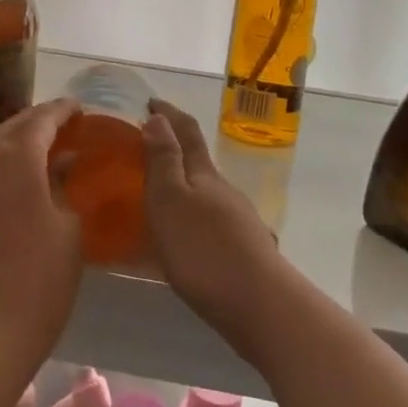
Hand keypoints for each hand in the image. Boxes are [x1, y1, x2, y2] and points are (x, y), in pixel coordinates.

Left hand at [0, 98, 83, 375]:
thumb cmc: (38, 281)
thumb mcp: (68, 229)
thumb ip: (64, 186)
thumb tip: (62, 164)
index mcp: (15, 158)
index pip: (41, 119)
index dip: (63, 110)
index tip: (80, 106)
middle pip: (12, 127)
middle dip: (38, 122)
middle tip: (64, 124)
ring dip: (17, 143)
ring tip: (44, 149)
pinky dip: (0, 166)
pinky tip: (18, 181)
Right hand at [143, 100, 285, 347]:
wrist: (261, 305)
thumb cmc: (205, 250)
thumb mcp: (171, 201)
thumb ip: (164, 160)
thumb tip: (158, 117)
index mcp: (204, 174)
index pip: (186, 131)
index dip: (168, 113)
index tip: (151, 101)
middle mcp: (223, 190)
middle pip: (198, 159)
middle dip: (175, 147)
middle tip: (146, 148)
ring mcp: (237, 219)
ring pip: (206, 192)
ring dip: (184, 185)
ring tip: (159, 196)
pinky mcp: (243, 248)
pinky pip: (211, 220)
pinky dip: (193, 216)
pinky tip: (185, 237)